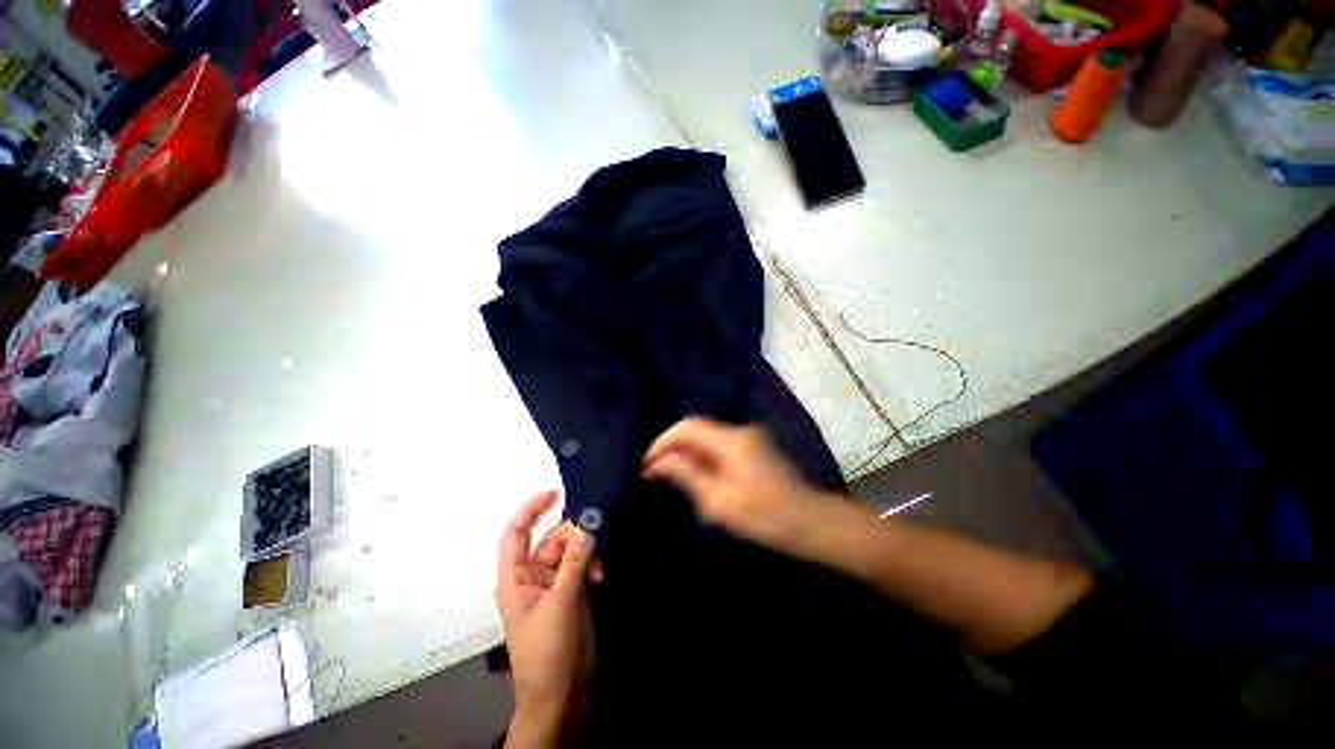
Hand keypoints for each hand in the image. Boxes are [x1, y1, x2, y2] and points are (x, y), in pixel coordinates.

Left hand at [496, 492, 594, 747]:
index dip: (530, 511)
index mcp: (517, 577)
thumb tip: (587, 524)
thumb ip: (574, 561)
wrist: (561, 691)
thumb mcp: (561, 602)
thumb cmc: (547, 649)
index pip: (515, 534)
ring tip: (600, 569)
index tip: (554, 493)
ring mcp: (554, 583)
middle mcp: (534, 575)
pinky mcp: (572, 591)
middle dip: (574, 537)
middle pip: (553, 539)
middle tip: (595, 541)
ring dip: (588, 553)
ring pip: (572, 550)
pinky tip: (602, 577)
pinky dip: (593, 565)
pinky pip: (583, 564)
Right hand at [643, 417, 822, 556]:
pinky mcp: (756, 450)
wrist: (811, 523)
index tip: (647, 463)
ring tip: (673, 479)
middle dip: (675, 450)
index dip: (664, 441)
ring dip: (689, 456)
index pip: (688, 427)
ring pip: (708, 441)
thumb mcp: (719, 500)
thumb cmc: (764, 514)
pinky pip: (720, 448)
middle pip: (698, 431)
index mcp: (731, 440)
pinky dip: (704, 460)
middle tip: (655, 473)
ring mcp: (750, 439)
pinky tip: (698, 480)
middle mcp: (740, 432)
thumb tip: (660, 462)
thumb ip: (687, 475)